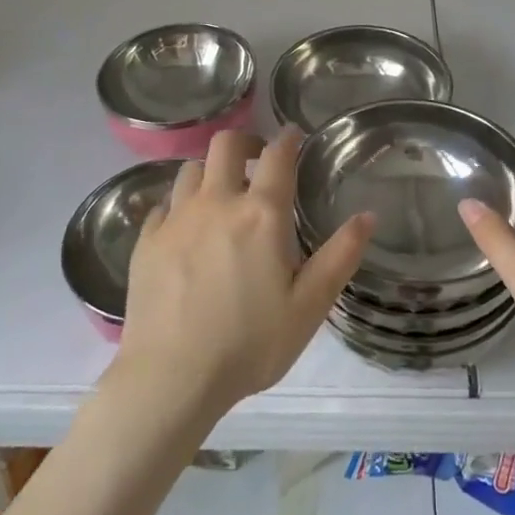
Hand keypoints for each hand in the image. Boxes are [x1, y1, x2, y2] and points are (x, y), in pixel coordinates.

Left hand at [114, 129, 372, 418]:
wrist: (170, 378)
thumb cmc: (249, 344)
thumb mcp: (308, 307)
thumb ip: (340, 257)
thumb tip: (368, 215)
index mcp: (261, 214)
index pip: (278, 156)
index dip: (288, 139)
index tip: (293, 135)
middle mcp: (217, 202)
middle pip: (225, 144)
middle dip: (245, 141)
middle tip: (257, 159)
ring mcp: (176, 219)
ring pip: (190, 168)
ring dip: (210, 172)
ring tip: (220, 194)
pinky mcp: (147, 240)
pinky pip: (164, 204)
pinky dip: (179, 205)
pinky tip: (185, 228)